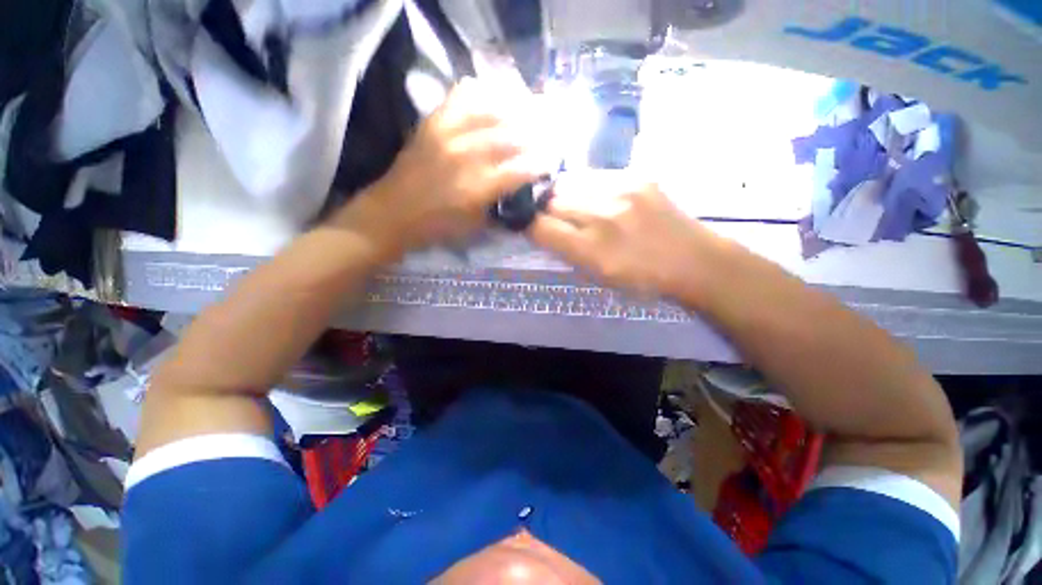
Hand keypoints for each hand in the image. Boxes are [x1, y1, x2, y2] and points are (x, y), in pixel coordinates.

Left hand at [338, 78, 545, 255]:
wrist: (393, 213)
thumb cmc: (436, 227)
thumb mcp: (474, 227)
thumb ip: (498, 207)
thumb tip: (519, 191)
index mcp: (476, 189)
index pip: (517, 171)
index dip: (538, 165)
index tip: (551, 161)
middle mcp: (464, 157)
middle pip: (508, 137)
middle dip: (533, 135)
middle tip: (546, 134)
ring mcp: (447, 135)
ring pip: (489, 112)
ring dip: (513, 110)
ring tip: (528, 110)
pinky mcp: (432, 123)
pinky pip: (460, 98)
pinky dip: (481, 93)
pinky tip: (494, 94)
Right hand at [528, 171, 726, 302]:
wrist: (692, 259)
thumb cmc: (641, 279)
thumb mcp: (597, 276)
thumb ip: (566, 251)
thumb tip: (542, 229)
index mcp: (591, 251)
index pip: (540, 228)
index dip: (528, 225)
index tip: (527, 225)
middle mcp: (602, 217)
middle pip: (551, 201)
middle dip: (544, 209)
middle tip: (551, 216)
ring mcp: (621, 191)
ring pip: (569, 183)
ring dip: (564, 195)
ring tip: (573, 204)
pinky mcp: (636, 176)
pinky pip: (594, 175)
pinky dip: (586, 186)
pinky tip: (596, 197)